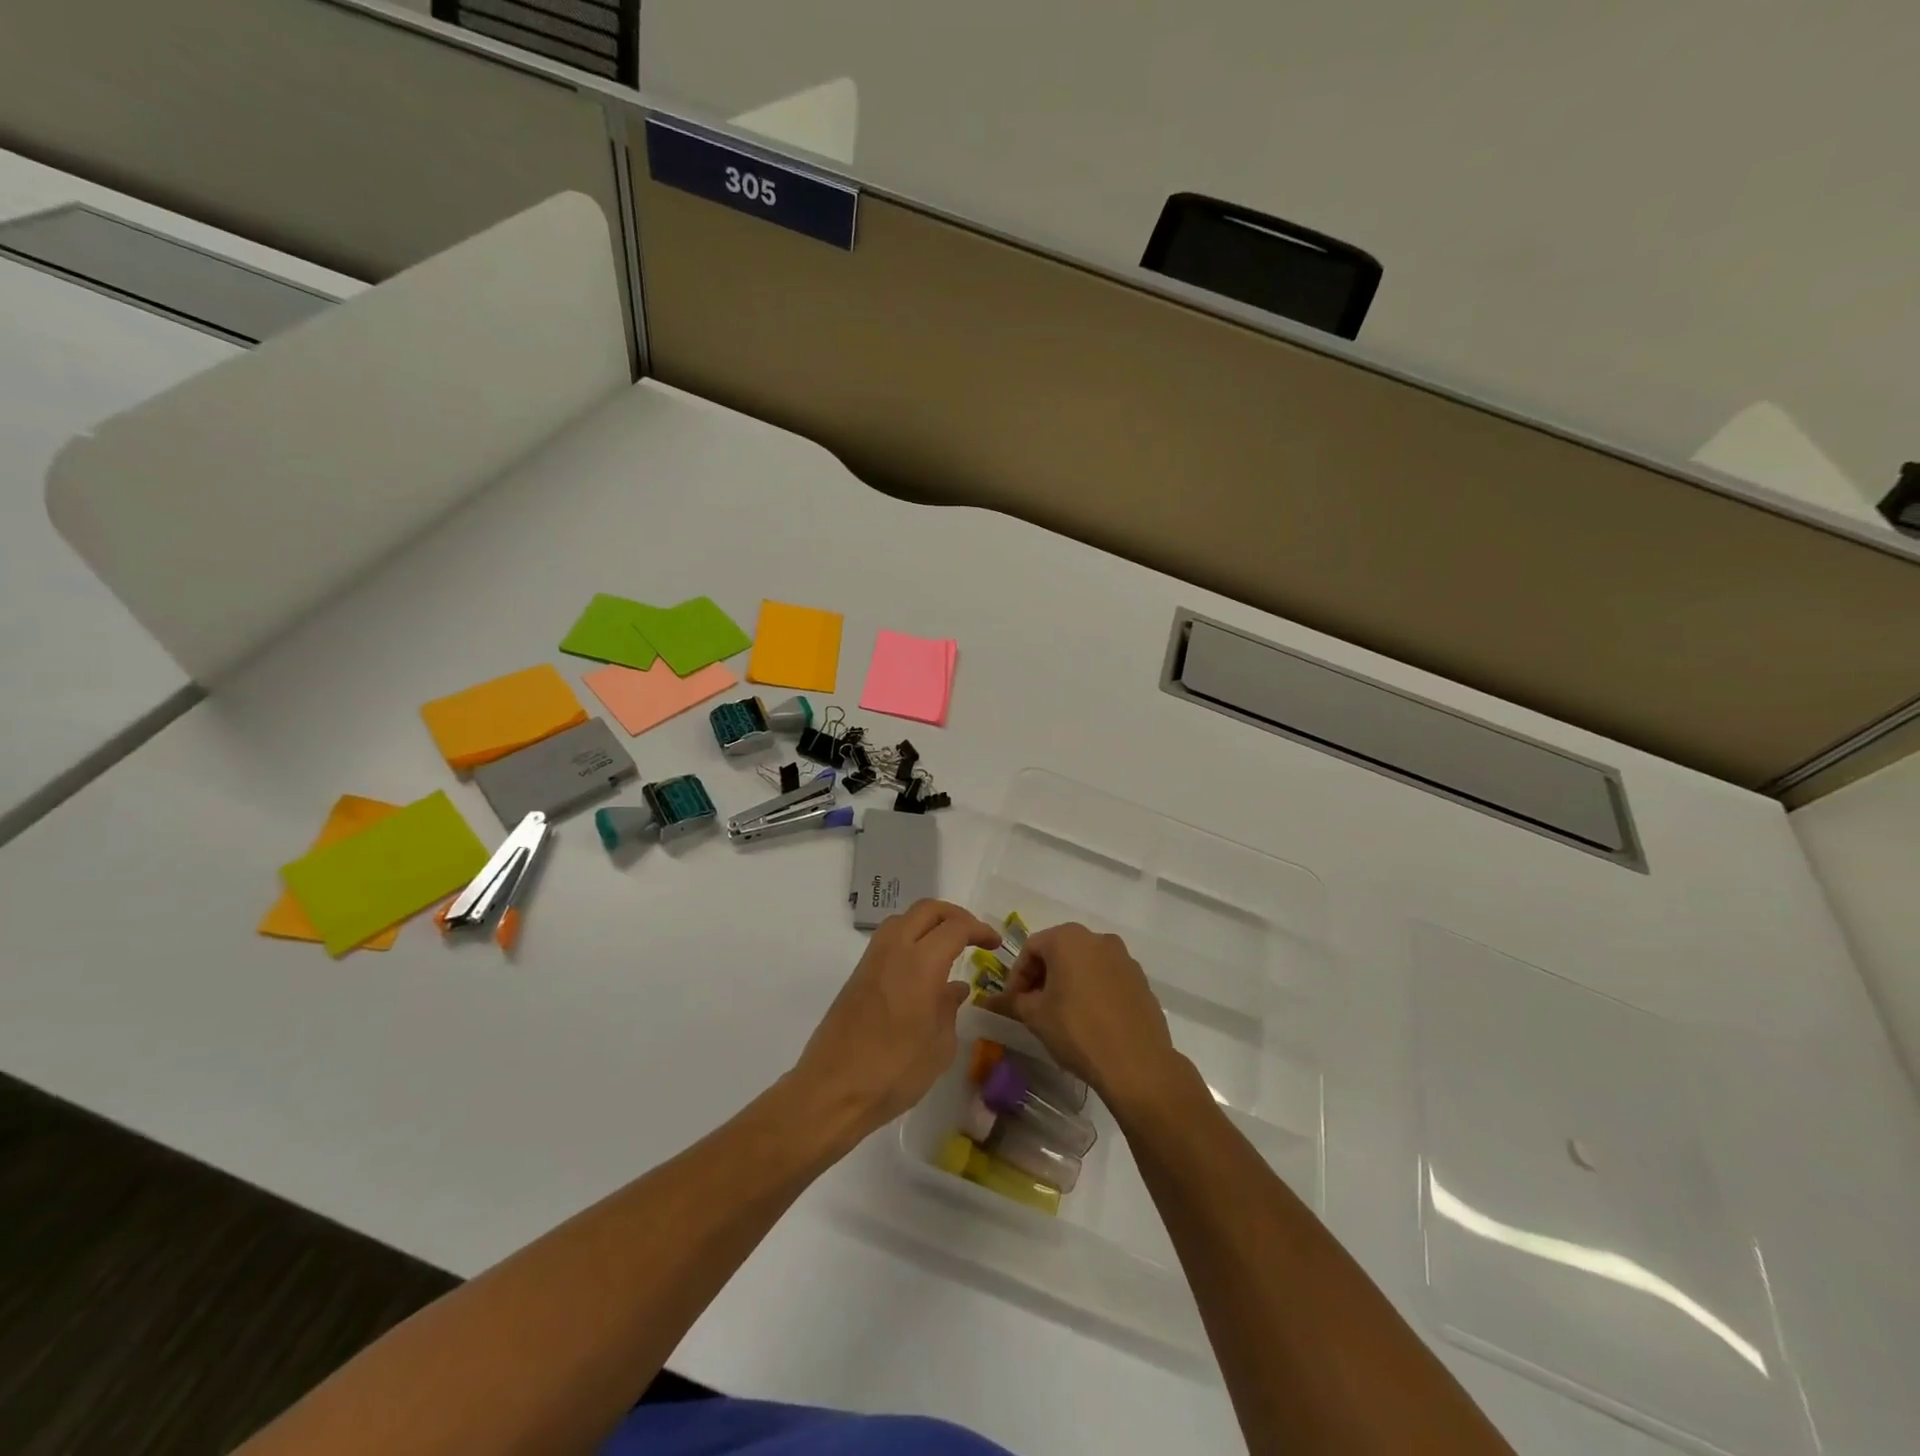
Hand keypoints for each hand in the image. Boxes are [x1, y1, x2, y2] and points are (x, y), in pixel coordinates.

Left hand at [791, 900, 1000, 1144]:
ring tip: (947, 946)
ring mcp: (871, 960)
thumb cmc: (894, 1072)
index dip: (979, 929)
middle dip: (955, 916)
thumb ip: (949, 1009)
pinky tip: (920, 967)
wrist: (832, 1090)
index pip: (955, 927)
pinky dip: (909, 938)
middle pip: (926, 910)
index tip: (994, 944)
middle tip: (973, 936)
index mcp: (920, 964)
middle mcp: (894, 950)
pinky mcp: (858, 975)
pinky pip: (888, 940)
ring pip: (903, 919)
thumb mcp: (939, 1046)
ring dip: (928, 923)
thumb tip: (954, 988)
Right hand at [981, 923, 1183, 1111]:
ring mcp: (1124, 958)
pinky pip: (1107, 978)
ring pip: (1085, 964)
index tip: (1013, 1003)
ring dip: (1068, 982)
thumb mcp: (1035, 1016)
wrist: (1137, 1063)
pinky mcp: (1140, 980)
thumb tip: (987, 1000)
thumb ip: (1011, 1002)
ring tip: (1061, 1015)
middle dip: (1042, 977)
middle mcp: (1098, 938)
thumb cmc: (1077, 1031)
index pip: (1031, 948)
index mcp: (1068, 938)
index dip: (1017, 975)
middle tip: (1033, 1007)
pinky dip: (1093, 990)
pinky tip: (1090, 1020)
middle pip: (1059, 951)